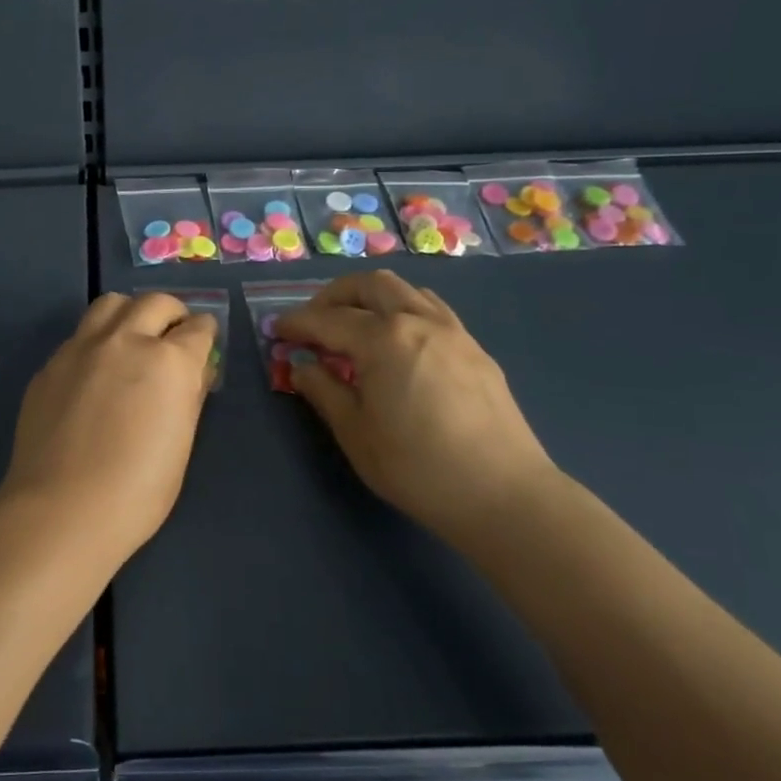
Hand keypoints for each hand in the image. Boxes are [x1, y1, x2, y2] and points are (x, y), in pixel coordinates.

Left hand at [0, 292, 218, 569]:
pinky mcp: (51, 363)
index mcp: (168, 361)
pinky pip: (80, 335)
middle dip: (172, 314)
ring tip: (132, 338)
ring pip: (111, 304)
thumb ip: (189, 397)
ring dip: (130, 313)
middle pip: (155, 303)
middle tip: (173, 335)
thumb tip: (195, 372)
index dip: (206, 334)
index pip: (198, 328)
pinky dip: (97, 341)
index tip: (204, 343)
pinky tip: (94, 373)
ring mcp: (82, 347)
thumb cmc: (136, 491)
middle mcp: (126, 340)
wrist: (61, 510)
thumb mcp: (181, 445)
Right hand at [276, 272, 559, 544]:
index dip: (296, 323)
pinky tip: (399, 342)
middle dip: (334, 295)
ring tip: (355, 325)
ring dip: (372, 297)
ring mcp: (453, 332)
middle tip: (315, 320)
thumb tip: (302, 367)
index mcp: (383, 339)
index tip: (276, 330)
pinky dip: (404, 310)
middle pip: (370, 285)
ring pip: (406, 290)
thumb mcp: (355, 432)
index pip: (327, 320)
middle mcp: (418, 321)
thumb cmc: (417, 467)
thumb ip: (323, 391)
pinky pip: (432, 310)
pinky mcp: (475, 350)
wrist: (504, 495)